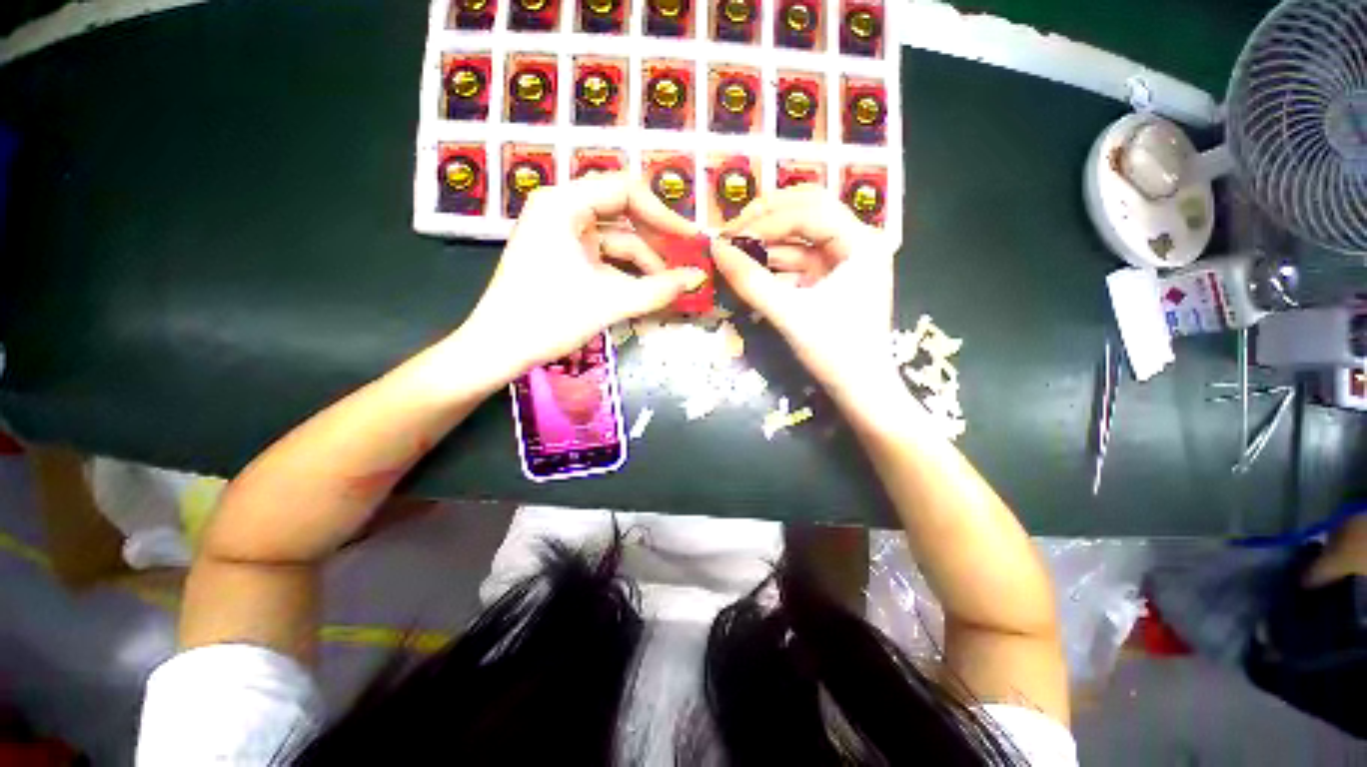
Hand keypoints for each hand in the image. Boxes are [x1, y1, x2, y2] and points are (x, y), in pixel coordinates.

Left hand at [456, 172, 706, 379]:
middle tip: (685, 260)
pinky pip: (603, 256)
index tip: (690, 239)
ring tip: (671, 285)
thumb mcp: (609, 302)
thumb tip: (700, 278)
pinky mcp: (563, 257)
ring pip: (615, 238)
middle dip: (656, 239)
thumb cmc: (548, 318)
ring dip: (644, 261)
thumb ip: (659, 289)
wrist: (499, 349)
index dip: (663, 214)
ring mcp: (561, 234)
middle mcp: (561, 210)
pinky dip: (626, 272)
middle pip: (622, 212)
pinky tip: (647, 290)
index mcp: (563, 204)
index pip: (625, 190)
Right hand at [712, 185, 898, 402]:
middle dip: (767, 218)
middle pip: (807, 211)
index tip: (729, 236)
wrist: (859, 390)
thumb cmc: (835, 352)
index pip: (809, 211)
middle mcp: (855, 242)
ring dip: (765, 242)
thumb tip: (715, 249)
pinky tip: (747, 268)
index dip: (767, 220)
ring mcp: (842, 261)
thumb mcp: (790, 314)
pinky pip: (796, 260)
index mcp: (861, 243)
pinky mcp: (828, 279)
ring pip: (798, 236)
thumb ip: (751, 281)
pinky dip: (771, 263)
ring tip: (731, 250)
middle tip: (731, 231)